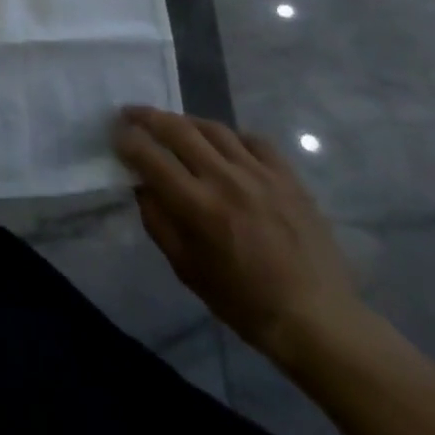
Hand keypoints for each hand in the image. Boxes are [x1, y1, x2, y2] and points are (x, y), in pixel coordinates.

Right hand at [114, 105, 367, 363]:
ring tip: (172, 124)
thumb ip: (158, 221)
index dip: (127, 140)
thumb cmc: (244, 303)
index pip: (150, 156)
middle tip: (131, 113)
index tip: (115, 134)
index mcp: (199, 206)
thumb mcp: (186, 269)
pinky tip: (223, 144)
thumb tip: (140, 185)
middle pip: (178, 129)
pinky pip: (253, 140)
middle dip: (148, 117)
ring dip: (185, 121)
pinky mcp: (288, 177)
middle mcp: (226, 180)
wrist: (318, 320)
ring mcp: (261, 174)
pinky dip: (230, 136)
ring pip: (214, 128)